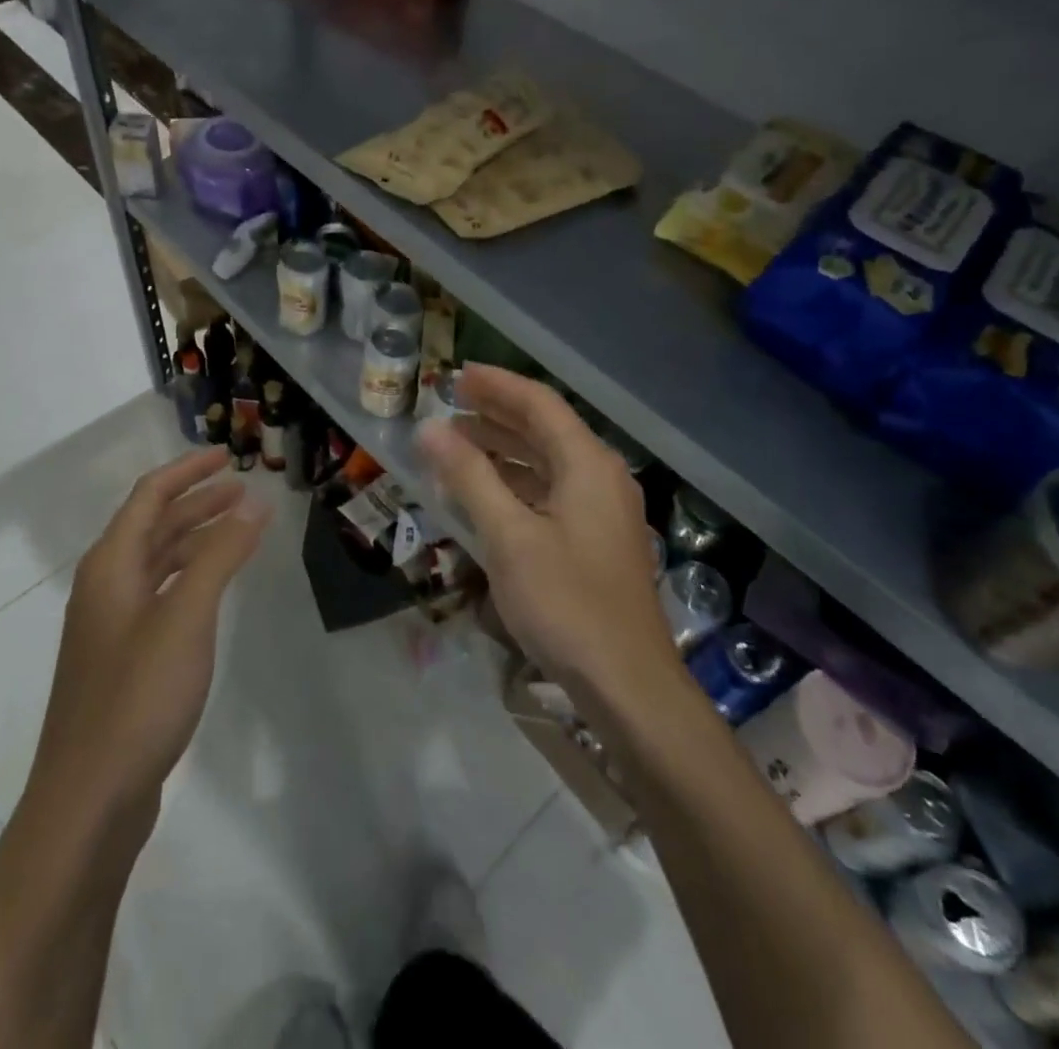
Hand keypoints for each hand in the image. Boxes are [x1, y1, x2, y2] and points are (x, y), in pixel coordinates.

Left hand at [29, 449, 270, 814]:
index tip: (227, 455)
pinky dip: (191, 577)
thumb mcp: (186, 616)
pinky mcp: (123, 659)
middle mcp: (105, 586)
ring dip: (196, 539)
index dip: (188, 470)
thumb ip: (221, 555)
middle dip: (197, 502)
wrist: (88, 799)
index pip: (150, 496)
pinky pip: (161, 595)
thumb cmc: (137, 696)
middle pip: (153, 525)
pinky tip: (214, 589)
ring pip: (158, 562)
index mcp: (111, 565)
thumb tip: (254, 502)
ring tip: (239, 530)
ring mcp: (111, 625)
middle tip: (244, 491)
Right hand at [418, 365, 681, 714]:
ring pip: (548, 462)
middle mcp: (601, 476)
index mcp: (587, 464)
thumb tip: (430, 430)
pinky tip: (487, 493)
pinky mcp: (597, 539)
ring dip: (505, 448)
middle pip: (546, 428)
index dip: (497, 385)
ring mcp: (603, 510)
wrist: (627, 683)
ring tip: (459, 443)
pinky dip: (517, 482)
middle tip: (451, 403)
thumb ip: (469, 477)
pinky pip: (552, 491)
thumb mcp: (509, 536)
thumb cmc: (566, 602)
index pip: (539, 404)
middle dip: (497, 412)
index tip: (456, 375)